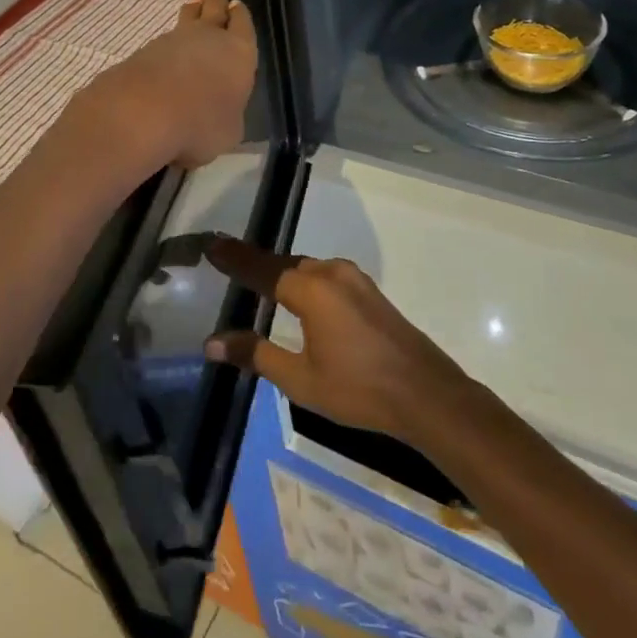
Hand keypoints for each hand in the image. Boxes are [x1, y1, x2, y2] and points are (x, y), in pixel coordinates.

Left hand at [68, 0, 256, 173]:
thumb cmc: (201, 124)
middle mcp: (208, 39)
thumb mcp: (228, 132)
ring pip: (186, 21)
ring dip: (191, 14)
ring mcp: (173, 41)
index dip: (240, 16)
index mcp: (239, 53)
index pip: (243, 26)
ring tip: (192, 6)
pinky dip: (167, 44)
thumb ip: (227, 116)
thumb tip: (219, 115)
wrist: (144, 112)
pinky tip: (165, 50)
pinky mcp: (144, 51)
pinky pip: (162, 41)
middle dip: (216, 0)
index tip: (236, 4)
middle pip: (214, 11)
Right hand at [203, 237, 475, 448]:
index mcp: (312, 289)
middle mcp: (332, 273)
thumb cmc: (358, 389)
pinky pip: (326, 277)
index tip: (211, 244)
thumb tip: (212, 342)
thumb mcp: (300, 379)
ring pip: (307, 269)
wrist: (425, 393)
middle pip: (284, 264)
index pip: (262, 269)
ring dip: (282, 272)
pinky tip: (298, 296)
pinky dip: (304, 280)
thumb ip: (256, 355)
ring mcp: (355, 279)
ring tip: (257, 278)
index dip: (234, 259)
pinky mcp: (369, 291)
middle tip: (227, 261)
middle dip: (256, 264)